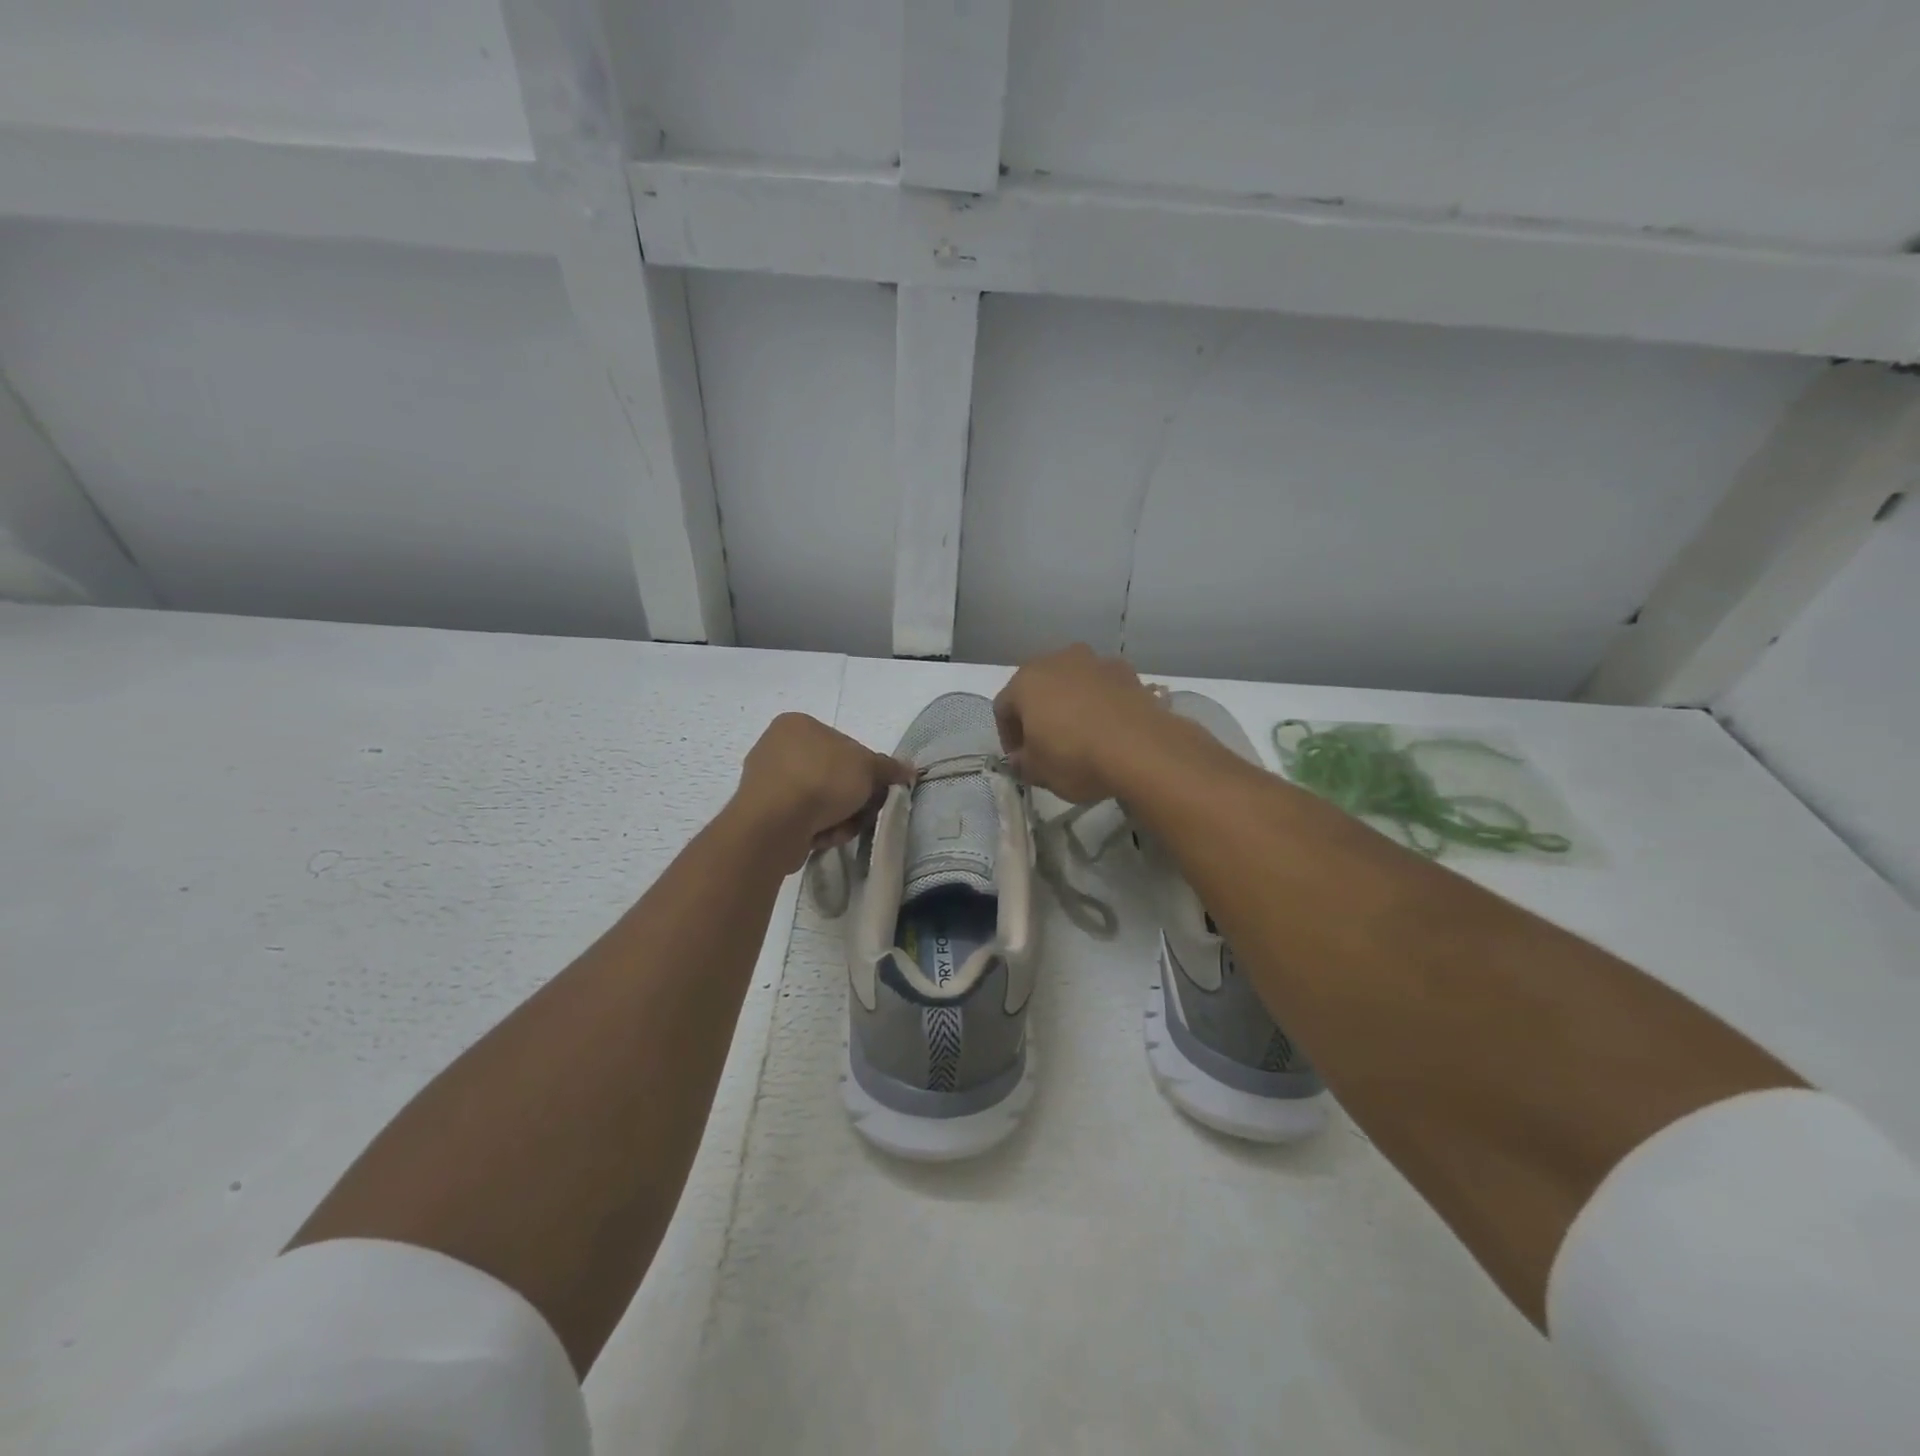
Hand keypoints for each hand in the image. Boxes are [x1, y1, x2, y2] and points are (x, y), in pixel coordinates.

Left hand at [732, 713, 912, 871]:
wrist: (775, 824)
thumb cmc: (821, 780)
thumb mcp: (867, 768)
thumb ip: (888, 768)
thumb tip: (909, 770)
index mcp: (797, 724)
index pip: (845, 745)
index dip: (866, 770)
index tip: (876, 790)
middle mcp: (776, 747)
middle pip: (833, 775)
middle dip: (852, 798)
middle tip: (864, 812)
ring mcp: (765, 781)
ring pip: (819, 800)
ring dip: (838, 816)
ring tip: (842, 828)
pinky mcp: (761, 813)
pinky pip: (801, 818)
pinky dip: (817, 828)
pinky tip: (822, 837)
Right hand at [993, 645, 1172, 801]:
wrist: (1141, 748)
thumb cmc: (1075, 757)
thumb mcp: (1038, 772)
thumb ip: (1022, 763)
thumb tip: (1021, 759)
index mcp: (1026, 681)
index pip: (1003, 708)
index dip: (1007, 736)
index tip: (1020, 759)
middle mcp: (1057, 660)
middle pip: (1037, 687)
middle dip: (1037, 713)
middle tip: (1045, 744)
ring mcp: (1094, 661)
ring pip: (1072, 683)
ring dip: (1069, 703)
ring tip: (1080, 734)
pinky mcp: (1127, 671)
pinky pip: (1102, 687)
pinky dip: (1099, 702)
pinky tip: (1108, 728)